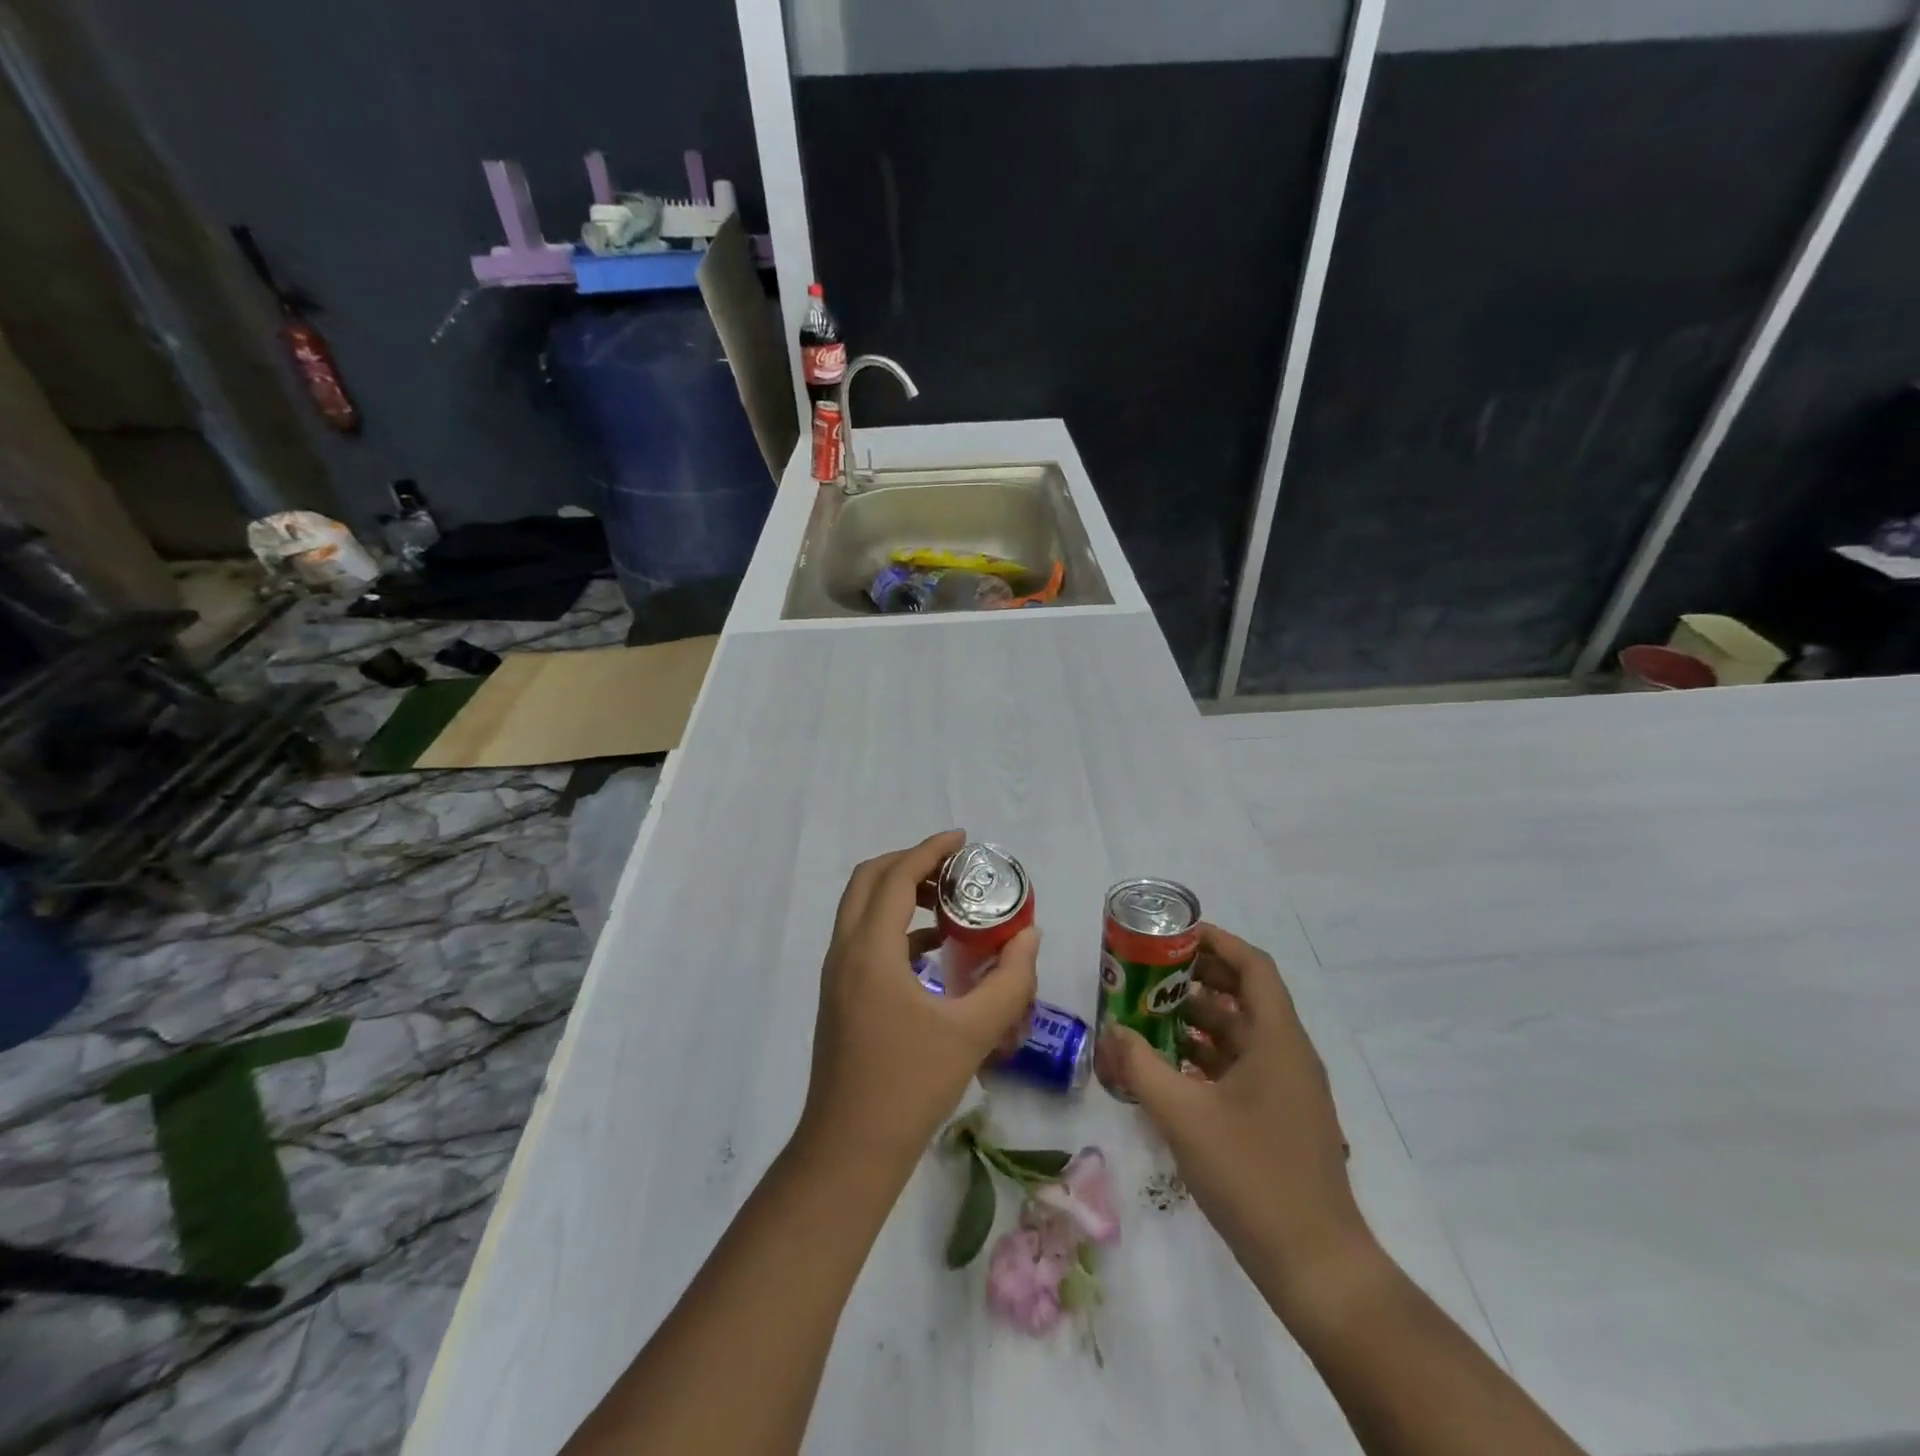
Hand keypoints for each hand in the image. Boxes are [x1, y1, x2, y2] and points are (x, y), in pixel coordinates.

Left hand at [800, 830, 1039, 1171]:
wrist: (850, 1150)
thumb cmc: (910, 1086)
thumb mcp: (973, 1031)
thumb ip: (1009, 980)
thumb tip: (1030, 936)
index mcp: (870, 951)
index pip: (896, 877)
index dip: (929, 850)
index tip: (964, 840)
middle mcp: (845, 953)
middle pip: (869, 881)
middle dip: (910, 863)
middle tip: (955, 868)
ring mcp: (836, 976)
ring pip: (862, 909)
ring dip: (900, 893)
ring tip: (948, 902)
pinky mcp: (839, 996)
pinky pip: (864, 939)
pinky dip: (895, 927)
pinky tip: (933, 950)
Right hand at [1094, 923, 1377, 1322]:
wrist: (1315, 1265)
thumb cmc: (1252, 1176)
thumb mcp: (1183, 1116)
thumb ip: (1141, 1066)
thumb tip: (1112, 1030)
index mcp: (1278, 1040)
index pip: (1253, 966)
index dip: (1216, 942)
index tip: (1174, 934)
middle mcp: (1288, 1054)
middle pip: (1244, 996)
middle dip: (1198, 978)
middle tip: (1150, 971)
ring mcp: (1288, 1089)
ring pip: (1241, 1033)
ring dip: (1198, 1019)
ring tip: (1149, 1013)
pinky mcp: (1280, 1117)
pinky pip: (1242, 1066)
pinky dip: (1207, 1056)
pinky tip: (1169, 1066)